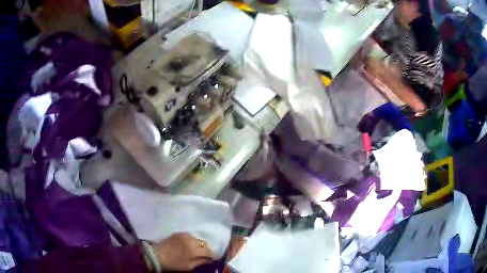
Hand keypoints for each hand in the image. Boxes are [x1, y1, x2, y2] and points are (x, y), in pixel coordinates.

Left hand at [152, 233, 217, 270]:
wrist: (157, 255)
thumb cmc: (173, 264)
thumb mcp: (188, 266)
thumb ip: (200, 262)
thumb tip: (209, 260)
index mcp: (194, 250)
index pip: (209, 251)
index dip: (214, 255)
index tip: (216, 258)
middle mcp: (191, 240)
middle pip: (204, 243)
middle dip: (207, 249)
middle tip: (207, 255)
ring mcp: (184, 235)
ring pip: (197, 239)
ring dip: (200, 244)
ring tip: (197, 250)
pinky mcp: (178, 233)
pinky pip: (189, 236)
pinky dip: (192, 240)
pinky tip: (189, 245)